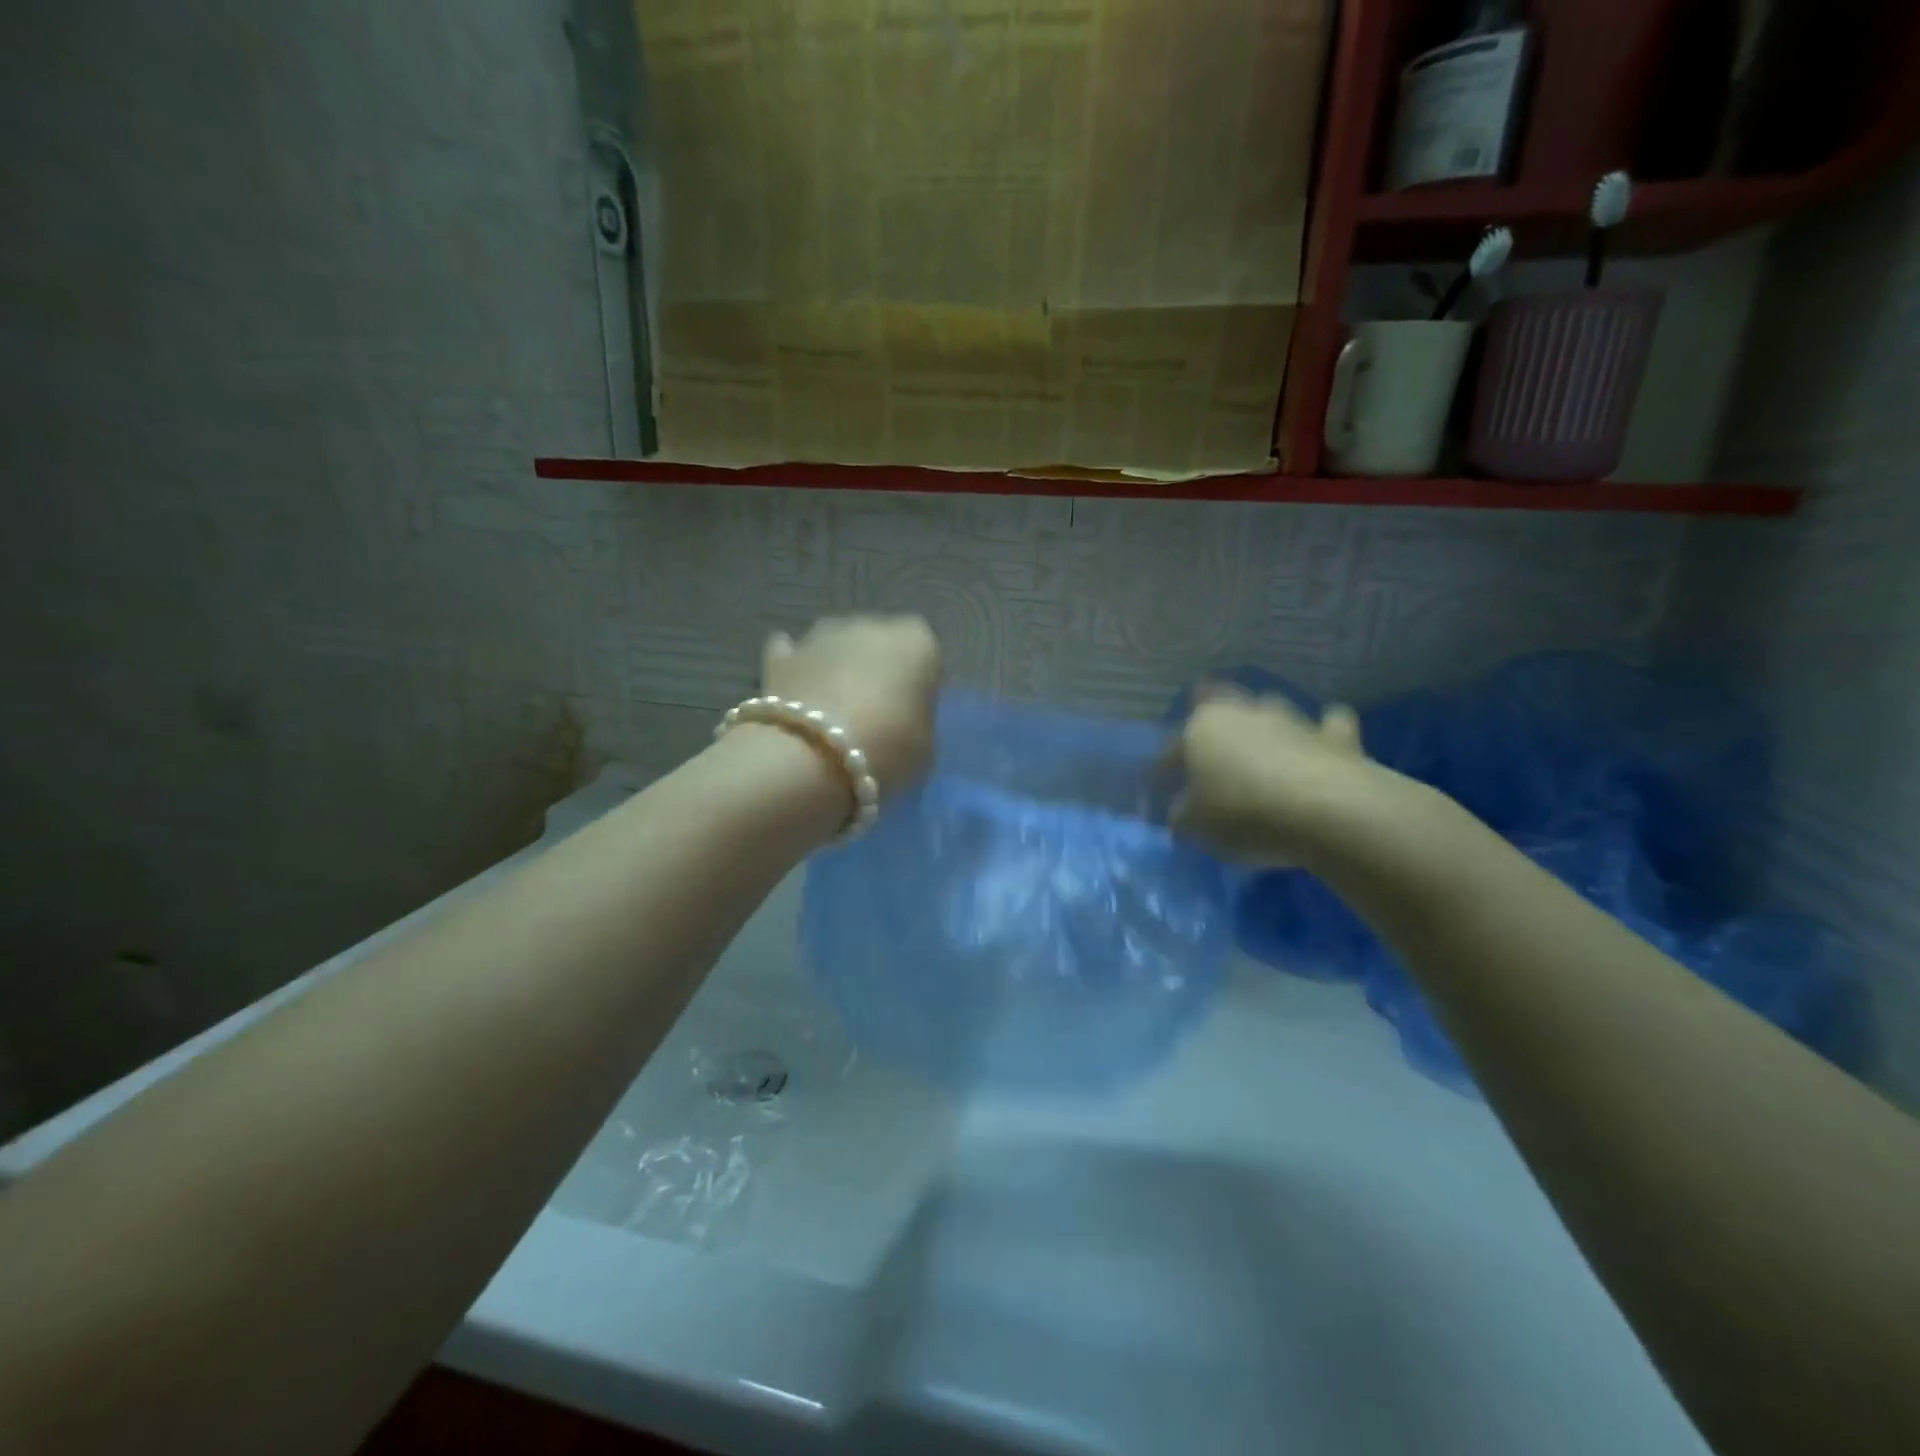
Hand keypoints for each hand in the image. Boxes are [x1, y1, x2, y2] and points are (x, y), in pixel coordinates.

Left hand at [762, 616, 941, 797]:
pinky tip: (797, 697)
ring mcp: (820, 635)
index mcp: (916, 641)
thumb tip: (902, 717)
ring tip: (832, 711)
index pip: (926, 656)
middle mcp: (870, 624)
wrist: (810, 757)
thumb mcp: (926, 747)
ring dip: (837, 669)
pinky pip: (794, 658)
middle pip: (878, 645)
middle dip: (876, 670)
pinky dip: (797, 671)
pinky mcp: (780, 655)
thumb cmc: (886, 749)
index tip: (911, 713)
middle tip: (873, 714)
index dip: (919, 685)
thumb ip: (918, 720)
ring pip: (836, 648)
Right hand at [1171, 690, 1378, 867]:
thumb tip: (1181, 812)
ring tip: (1263, 742)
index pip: (1172, 749)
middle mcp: (1243, 713)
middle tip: (1207, 727)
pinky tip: (1323, 741)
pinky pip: (1327, 726)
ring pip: (1270, 707)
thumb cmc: (1243, 812)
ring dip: (1264, 722)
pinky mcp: (1334, 735)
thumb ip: (1182, 815)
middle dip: (1210, 708)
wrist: (1325, 809)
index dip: (1162, 771)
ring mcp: (1291, 719)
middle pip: (1219, 699)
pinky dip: (1324, 732)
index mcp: (1200, 728)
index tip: (1158, 792)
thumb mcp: (1195, 825)